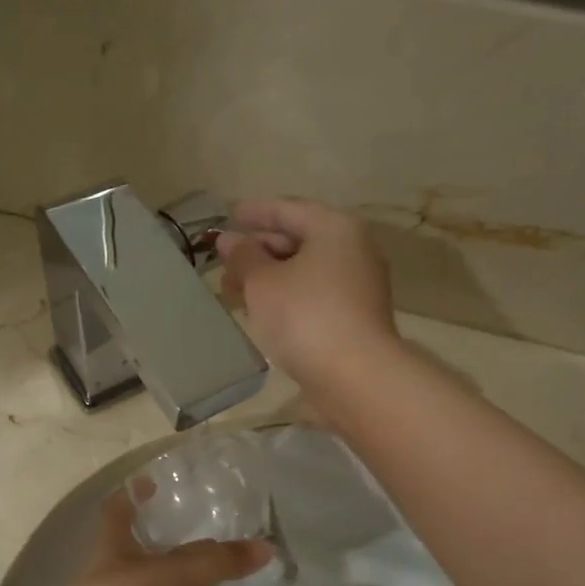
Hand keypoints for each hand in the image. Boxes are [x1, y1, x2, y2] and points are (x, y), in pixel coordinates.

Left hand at [36, 492, 270, 585]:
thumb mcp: (167, 574)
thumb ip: (216, 562)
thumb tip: (267, 548)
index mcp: (116, 545)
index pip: (121, 510)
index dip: (135, 494)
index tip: (157, 481)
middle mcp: (124, 573)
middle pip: (157, 548)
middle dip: (185, 537)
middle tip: (227, 522)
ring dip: (202, 577)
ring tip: (243, 560)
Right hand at [219, 198, 399, 400]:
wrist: (355, 376)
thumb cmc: (305, 316)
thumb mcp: (262, 282)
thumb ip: (243, 257)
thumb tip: (229, 241)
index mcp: (335, 228)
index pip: (288, 209)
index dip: (255, 212)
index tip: (228, 215)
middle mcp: (353, 250)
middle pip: (300, 239)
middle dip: (260, 248)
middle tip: (226, 261)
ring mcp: (358, 286)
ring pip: (306, 270)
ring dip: (270, 276)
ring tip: (236, 289)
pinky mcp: (355, 317)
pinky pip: (314, 295)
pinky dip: (287, 296)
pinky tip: (263, 311)